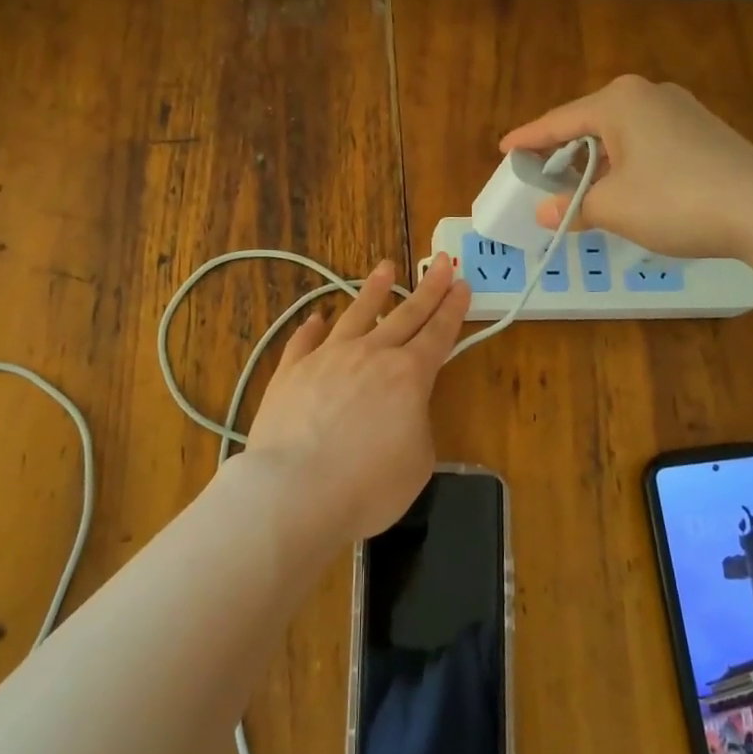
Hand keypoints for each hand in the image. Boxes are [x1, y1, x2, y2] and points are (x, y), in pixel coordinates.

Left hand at [245, 255, 470, 544]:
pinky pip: (304, 341)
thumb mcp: (417, 462)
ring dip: (373, 291)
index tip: (462, 283)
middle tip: (442, 261)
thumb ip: (415, 425)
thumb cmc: (367, 486)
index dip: (453, 308)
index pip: (438, 333)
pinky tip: (317, 317)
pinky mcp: (290, 371)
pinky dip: (312, 327)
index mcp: (408, 376)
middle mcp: (370, 355)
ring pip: (356, 314)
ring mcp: (327, 358)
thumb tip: (400, 410)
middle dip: (428, 288)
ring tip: (384, 268)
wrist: (294, 492)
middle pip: (406, 314)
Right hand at [499, 75, 752, 257]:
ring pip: (620, 135)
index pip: (558, 122)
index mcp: (618, 101)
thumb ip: (573, 207)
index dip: (528, 140)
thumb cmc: (674, 200)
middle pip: (589, 124)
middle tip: (540, 177)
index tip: (505, 150)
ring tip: (578, 191)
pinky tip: (622, 189)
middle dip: (563, 153)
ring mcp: (680, 110)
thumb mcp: (613, 207)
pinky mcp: (702, 131)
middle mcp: (648, 94)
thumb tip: (545, 213)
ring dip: (596, 163)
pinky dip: (625, 164)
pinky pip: (647, 142)